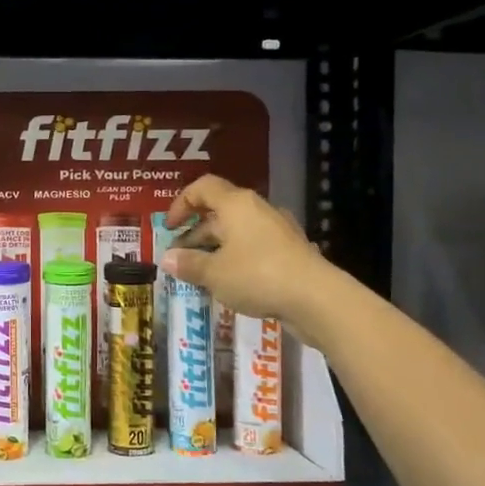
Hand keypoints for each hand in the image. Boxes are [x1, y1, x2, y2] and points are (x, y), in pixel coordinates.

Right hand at [160, 175, 341, 348]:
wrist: (317, 298)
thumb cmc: (257, 276)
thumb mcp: (214, 273)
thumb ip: (188, 264)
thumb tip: (167, 259)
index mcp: (236, 205)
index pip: (203, 187)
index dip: (181, 203)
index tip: (169, 228)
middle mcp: (257, 210)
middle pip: (219, 212)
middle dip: (195, 234)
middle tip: (179, 258)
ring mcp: (277, 230)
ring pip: (237, 232)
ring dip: (214, 248)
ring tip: (200, 274)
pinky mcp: (290, 251)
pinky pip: (254, 247)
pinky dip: (236, 259)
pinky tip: (230, 283)